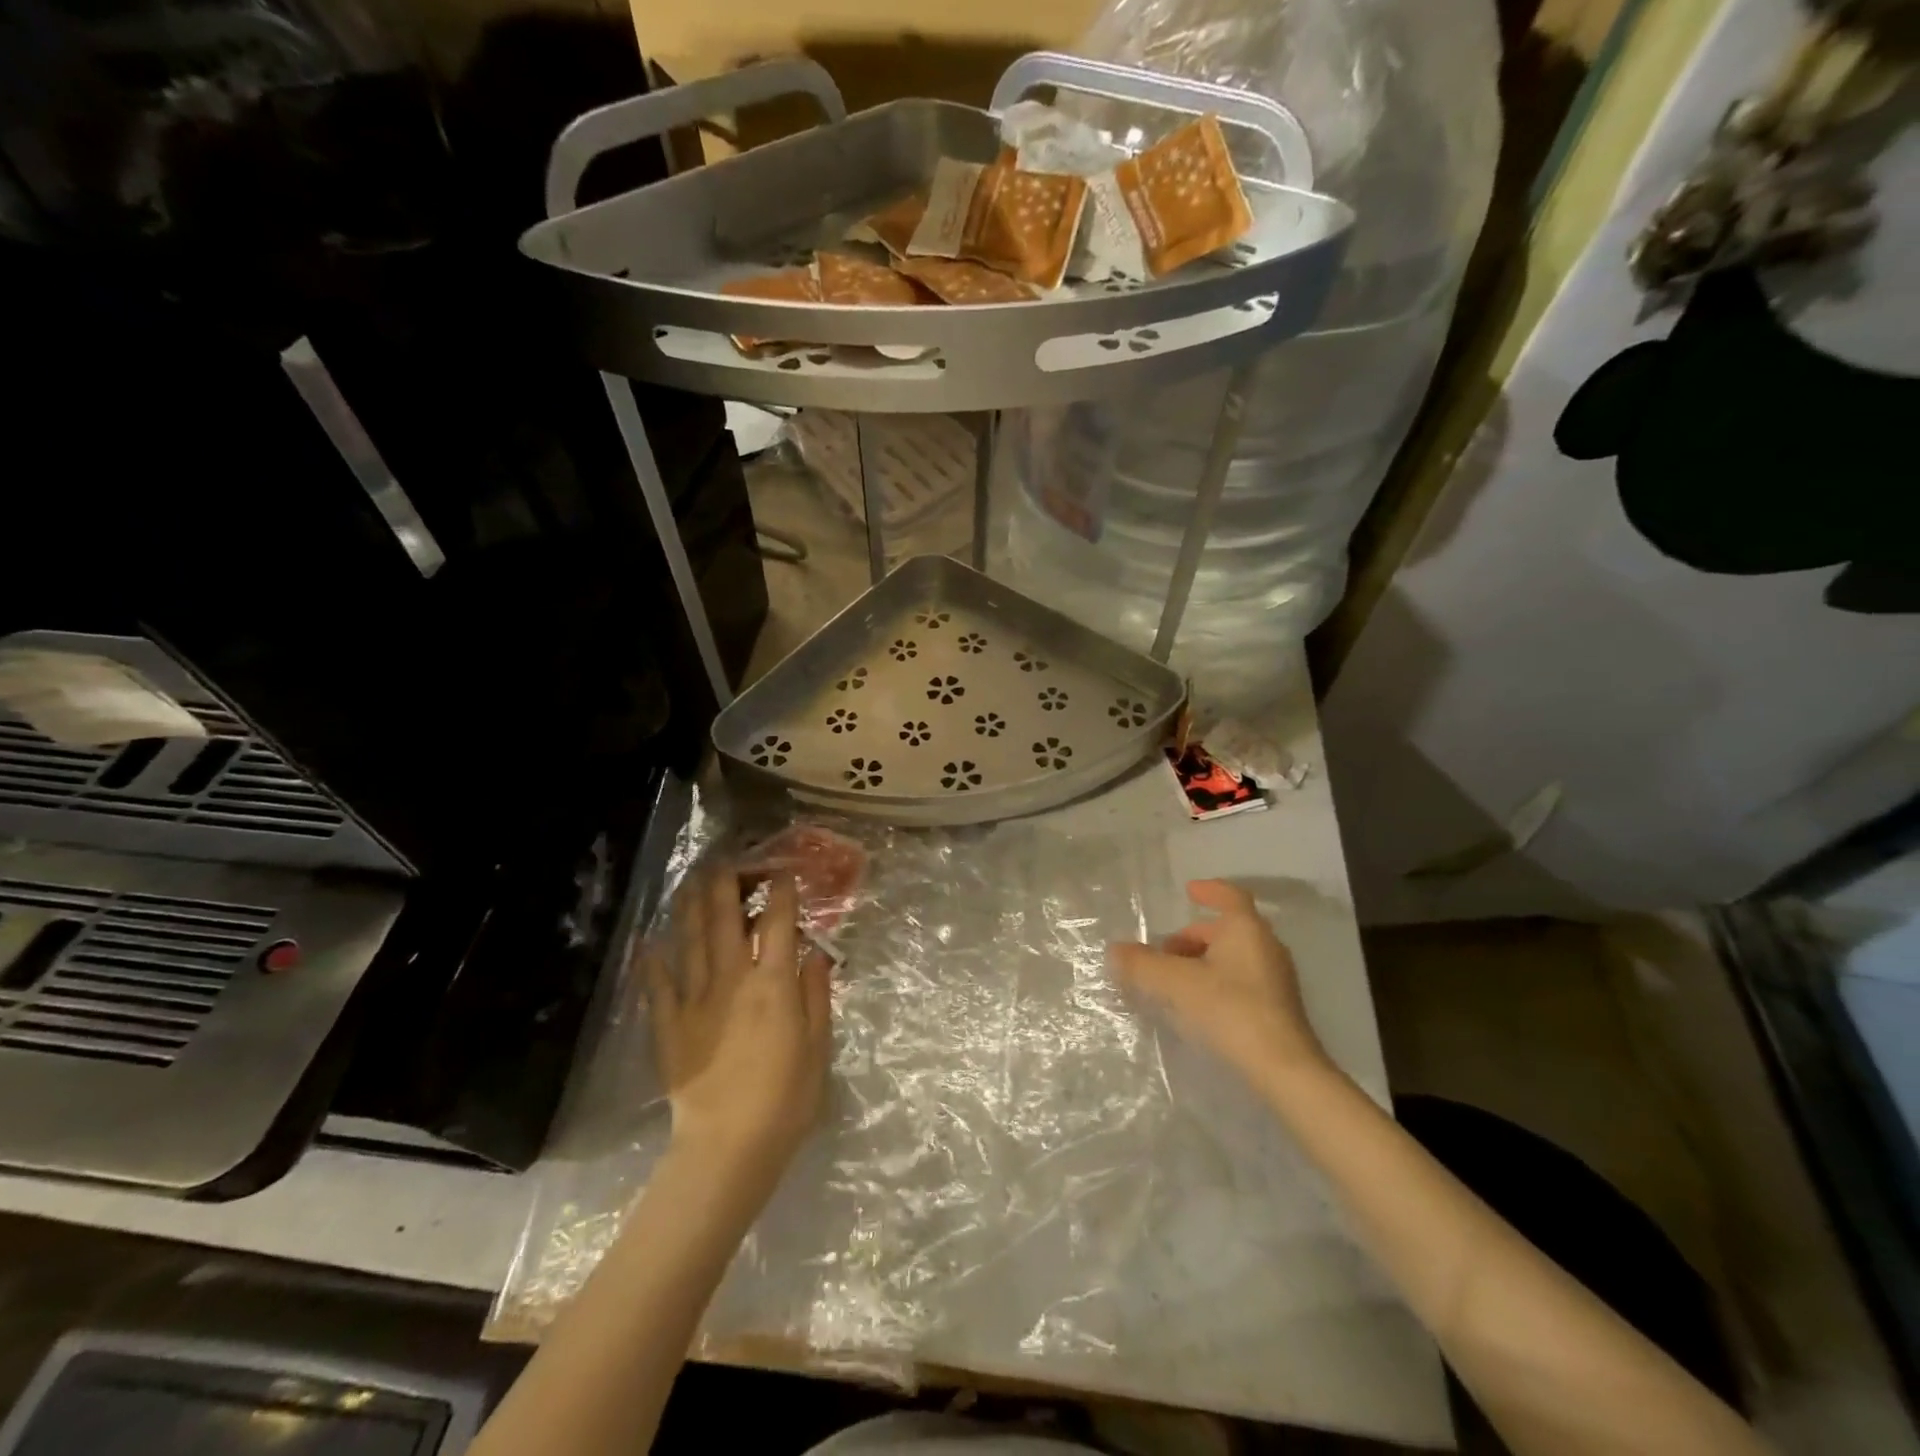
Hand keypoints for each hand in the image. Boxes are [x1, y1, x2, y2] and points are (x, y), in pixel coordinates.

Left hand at [647, 868, 832, 1187]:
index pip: (778, 923)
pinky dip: (653, 960)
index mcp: (773, 984)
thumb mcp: (818, 1046)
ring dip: (692, 906)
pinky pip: (658, 985)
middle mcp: (732, 980)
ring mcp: (696, 1000)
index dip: (782, 892)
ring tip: (693, 881)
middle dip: (729, 883)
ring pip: (691, 941)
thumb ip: (815, 994)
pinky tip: (650, 942)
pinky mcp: (670, 1026)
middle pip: (727, 919)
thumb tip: (814, 955)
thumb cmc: (786, 1099)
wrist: (728, 1149)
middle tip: (732, 862)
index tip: (784, 872)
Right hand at [1111, 880, 1329, 1090]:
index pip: (1229, 896)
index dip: (1208, 891)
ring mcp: (1275, 979)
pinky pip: (1240, 981)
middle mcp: (1266, 947)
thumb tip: (1115, 950)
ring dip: (1202, 960)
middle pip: (1227, 930)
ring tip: (1173, 979)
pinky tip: (1196, 1004)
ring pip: (1233, 957)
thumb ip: (1142, 964)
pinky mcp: (1277, 1009)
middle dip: (1193, 936)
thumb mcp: (1176, 984)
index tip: (1188, 891)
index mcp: (1246, 929)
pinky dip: (1216, 981)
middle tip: (1163, 950)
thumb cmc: (1230, 1010)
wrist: (1283, 1070)